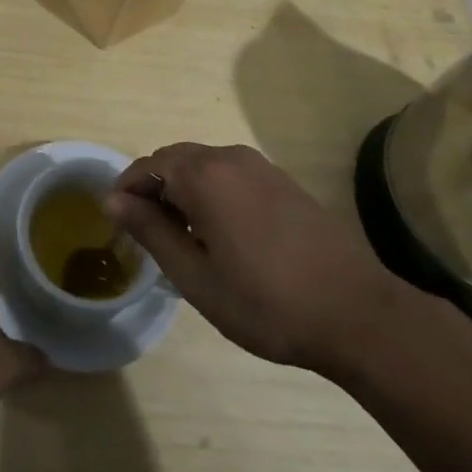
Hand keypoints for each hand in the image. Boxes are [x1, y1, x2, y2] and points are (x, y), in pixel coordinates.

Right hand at [106, 142, 410, 377]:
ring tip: (183, 238)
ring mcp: (260, 166)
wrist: (357, 313)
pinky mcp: (282, 181)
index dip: (127, 190)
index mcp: (204, 175)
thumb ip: (151, 231)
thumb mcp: (196, 277)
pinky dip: (212, 192)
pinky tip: (221, 233)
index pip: (148, 165)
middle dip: (154, 189)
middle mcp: (229, 157)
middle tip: (148, 234)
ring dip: (183, 190)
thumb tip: (113, 200)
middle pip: (175, 159)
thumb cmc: (267, 302)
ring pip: (203, 165)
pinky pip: (230, 173)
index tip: (118, 223)